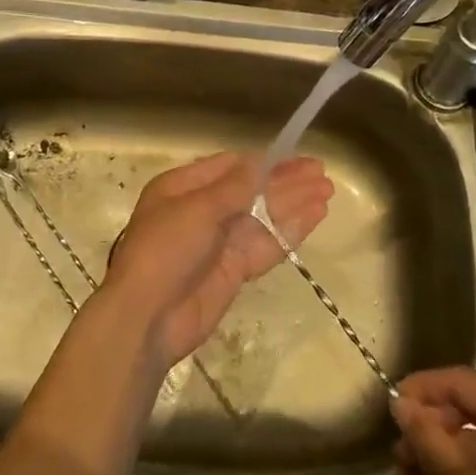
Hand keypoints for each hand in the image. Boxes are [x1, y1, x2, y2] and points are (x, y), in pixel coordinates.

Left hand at [104, 152, 333, 368]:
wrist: (148, 318)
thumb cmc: (164, 251)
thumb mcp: (197, 209)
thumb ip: (235, 187)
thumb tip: (262, 162)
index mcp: (184, 187)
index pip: (230, 167)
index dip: (264, 162)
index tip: (295, 157)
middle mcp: (203, 210)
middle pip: (251, 190)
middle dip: (286, 181)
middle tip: (321, 173)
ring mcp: (220, 241)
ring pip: (263, 216)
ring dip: (294, 203)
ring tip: (327, 191)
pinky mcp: (234, 270)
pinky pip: (266, 244)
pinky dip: (290, 230)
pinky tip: (315, 216)